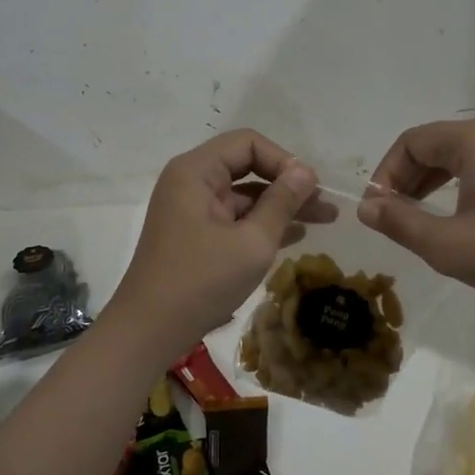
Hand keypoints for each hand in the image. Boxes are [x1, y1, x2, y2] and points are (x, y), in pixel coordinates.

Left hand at [108, 129, 330, 357]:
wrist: (148, 331)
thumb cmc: (201, 281)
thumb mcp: (252, 242)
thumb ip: (282, 203)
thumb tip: (306, 172)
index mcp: (196, 171)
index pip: (248, 143)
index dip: (283, 160)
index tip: (310, 188)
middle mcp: (191, 182)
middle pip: (247, 166)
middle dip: (287, 183)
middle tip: (325, 204)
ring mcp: (192, 209)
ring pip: (244, 195)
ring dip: (280, 205)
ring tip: (323, 220)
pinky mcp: (195, 234)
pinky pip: (234, 217)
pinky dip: (262, 223)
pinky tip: (296, 235)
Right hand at [361, 119, 474, 306]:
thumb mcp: (447, 245)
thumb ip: (399, 223)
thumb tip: (365, 207)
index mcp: (472, 140)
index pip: (410, 142)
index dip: (385, 174)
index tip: (377, 212)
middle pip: (430, 146)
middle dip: (404, 180)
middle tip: (392, 219)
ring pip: (452, 159)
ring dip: (426, 186)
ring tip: (415, 221)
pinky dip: (452, 189)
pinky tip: (451, 220)